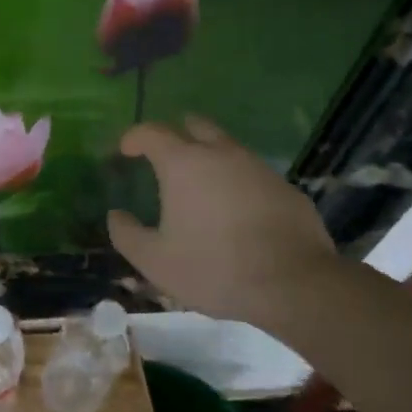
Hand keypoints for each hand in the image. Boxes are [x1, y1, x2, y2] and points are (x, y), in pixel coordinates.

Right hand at [107, 116, 337, 321]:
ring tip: (202, 185)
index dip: (134, 137)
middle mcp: (221, 154)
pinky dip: (238, 182)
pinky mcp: (287, 188)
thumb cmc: (214, 268)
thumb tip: (116, 215)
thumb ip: (127, 234)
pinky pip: (254, 174)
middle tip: (166, 153)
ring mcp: (259, 168)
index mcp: (183, 164)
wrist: (295, 285)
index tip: (126, 150)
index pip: (152, 132)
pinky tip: (237, 210)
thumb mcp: (155, 261)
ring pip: (228, 148)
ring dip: (211, 156)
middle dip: (177, 132)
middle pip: (196, 126)